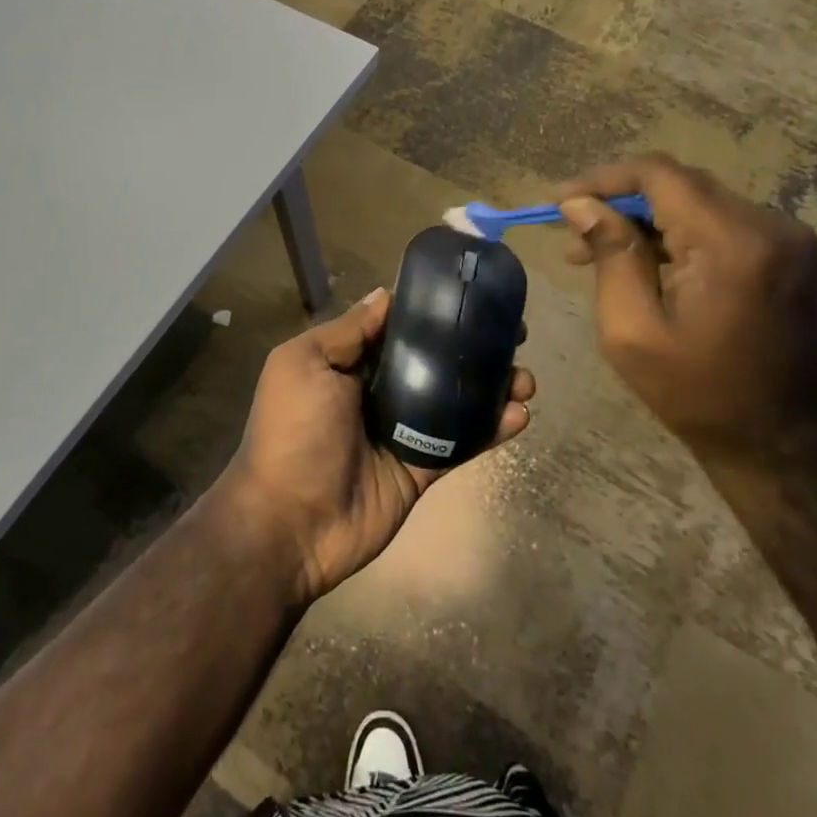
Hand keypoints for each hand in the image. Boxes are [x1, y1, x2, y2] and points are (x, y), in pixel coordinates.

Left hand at [220, 288, 535, 603]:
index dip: (434, 311)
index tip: (473, 296)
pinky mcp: (422, 468)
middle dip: (474, 346)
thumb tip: (385, 294)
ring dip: (493, 386)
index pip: (398, 327)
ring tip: (525, 378)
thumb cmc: (294, 431)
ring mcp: (403, 431)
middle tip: (515, 334)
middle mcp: (379, 391)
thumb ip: (347, 331)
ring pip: (456, 400)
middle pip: (435, 360)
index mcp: (349, 363)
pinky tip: (519, 414)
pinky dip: (492, 428)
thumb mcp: (305, 364)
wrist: (291, 523)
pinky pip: (462, 443)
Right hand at [556, 156, 816, 458]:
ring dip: (646, 219)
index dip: (602, 179)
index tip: (559, 201)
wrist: (792, 448)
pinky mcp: (789, 255)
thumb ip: (610, 256)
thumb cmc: (701, 396)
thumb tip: (580, 204)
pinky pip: (721, 224)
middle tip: (571, 233)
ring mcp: (787, 239)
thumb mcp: (634, 332)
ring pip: (698, 202)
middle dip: (620, 201)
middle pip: (679, 185)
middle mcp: (769, 225)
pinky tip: (644, 262)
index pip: (659, 175)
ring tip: (596, 252)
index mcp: (732, 243)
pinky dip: (677, 234)